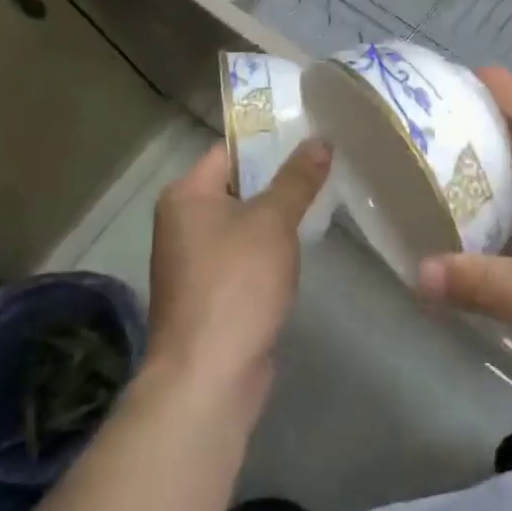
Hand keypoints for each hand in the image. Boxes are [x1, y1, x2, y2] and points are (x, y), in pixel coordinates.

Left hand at [146, 139, 330, 402]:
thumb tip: (319, 140)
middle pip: (238, 184)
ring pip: (245, 221)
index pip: (230, 150)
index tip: (313, 134)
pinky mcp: (212, 291)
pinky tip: (303, 244)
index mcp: (186, 195)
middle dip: (281, 177)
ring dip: (279, 214)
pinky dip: (271, 247)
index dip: (270, 140)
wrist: (208, 376)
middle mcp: (183, 221)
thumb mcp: (273, 222)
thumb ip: (297, 179)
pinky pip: (245, 254)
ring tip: (324, 197)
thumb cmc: (236, 285)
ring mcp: (196, 259)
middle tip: (328, 164)